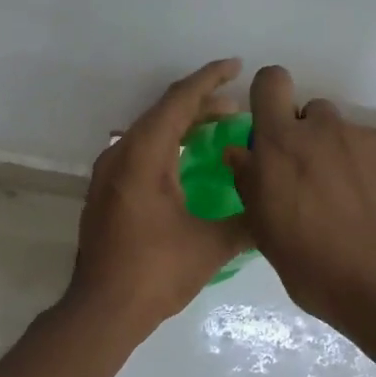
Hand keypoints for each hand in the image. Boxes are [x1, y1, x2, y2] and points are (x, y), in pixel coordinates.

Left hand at [69, 59, 253, 333]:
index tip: (236, 66)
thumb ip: (247, 221)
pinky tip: (188, 162)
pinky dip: (167, 146)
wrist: (102, 310)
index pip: (179, 101)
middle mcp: (120, 155)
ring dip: (183, 125)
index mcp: (143, 156)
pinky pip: (139, 152)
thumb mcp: (211, 246)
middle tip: (237, 108)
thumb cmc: (155, 272)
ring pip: (149, 132)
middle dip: (202, 104)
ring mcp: (108, 174)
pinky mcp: (106, 192)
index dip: (209, 80)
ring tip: (220, 128)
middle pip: (163, 113)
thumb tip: (274, 209)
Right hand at [224, 65, 375, 330]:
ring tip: (354, 208)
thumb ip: (251, 183)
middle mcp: (327, 131)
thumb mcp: (265, 232)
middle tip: (315, 183)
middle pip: (314, 113)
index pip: (271, 82)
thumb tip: (242, 153)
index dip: (270, 96)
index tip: (273, 126)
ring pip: (351, 138)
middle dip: (310, 139)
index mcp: (283, 145)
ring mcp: (373, 142)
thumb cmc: (315, 268)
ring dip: (345, 160)